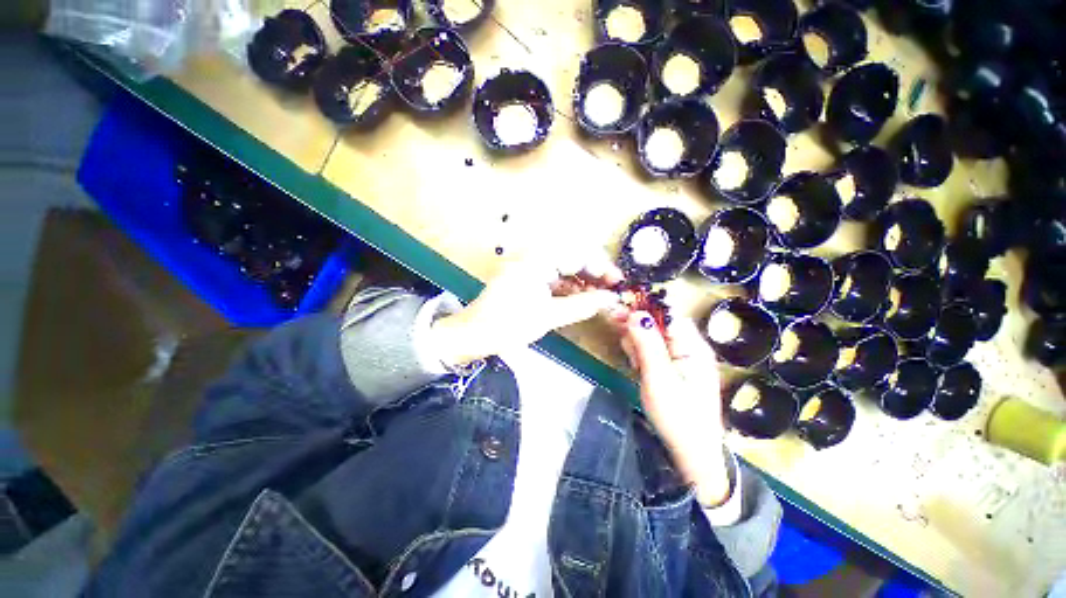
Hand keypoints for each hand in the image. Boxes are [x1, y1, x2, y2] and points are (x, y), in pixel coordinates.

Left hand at [430, 250, 623, 366]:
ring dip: (581, 280)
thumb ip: (582, 305)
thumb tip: (611, 299)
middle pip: (572, 257)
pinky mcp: (525, 278)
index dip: (601, 267)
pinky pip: (552, 276)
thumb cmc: (508, 325)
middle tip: (610, 290)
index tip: (617, 283)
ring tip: (598, 297)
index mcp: (537, 259)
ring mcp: (528, 267)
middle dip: (593, 273)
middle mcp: (533, 256)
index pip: (578, 254)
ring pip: (563, 267)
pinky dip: (567, 287)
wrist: (473, 335)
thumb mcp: (549, 316)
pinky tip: (579, 298)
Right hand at [620, 312, 731, 506]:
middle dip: (637, 326)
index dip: (644, 308)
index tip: (619, 309)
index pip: (668, 314)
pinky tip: (637, 366)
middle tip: (617, 331)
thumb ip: (647, 344)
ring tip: (634, 362)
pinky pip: (653, 351)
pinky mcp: (673, 368)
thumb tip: (636, 313)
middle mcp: (689, 347)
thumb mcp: (658, 378)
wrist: (691, 454)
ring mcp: (681, 358)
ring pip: (652, 336)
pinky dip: (640, 354)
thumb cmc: (677, 417)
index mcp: (693, 347)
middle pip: (658, 323)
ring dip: (637, 342)